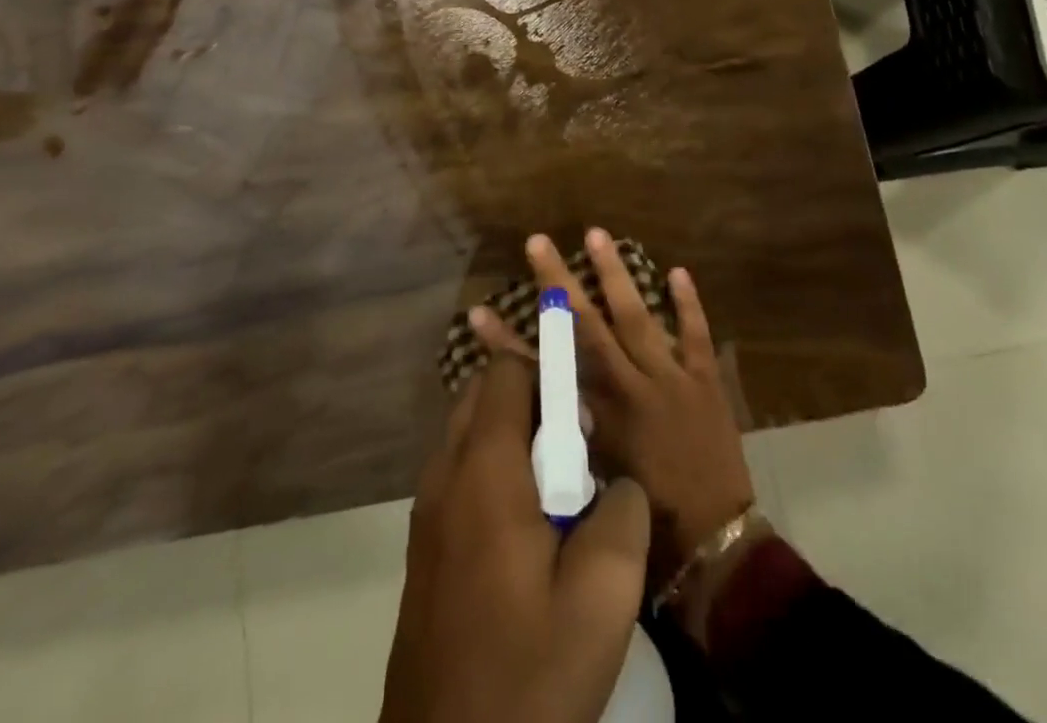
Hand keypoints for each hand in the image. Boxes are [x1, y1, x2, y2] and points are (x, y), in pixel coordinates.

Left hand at [380, 355, 649, 722]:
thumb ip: (623, 514)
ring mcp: (426, 513)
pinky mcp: (424, 550)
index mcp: (483, 470)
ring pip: (470, 436)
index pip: (506, 372)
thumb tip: (618, 483)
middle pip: (482, 396)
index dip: (547, 370)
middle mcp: (444, 475)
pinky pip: (460, 477)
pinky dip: (494, 474)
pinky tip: (529, 533)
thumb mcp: (602, 599)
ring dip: (513, 439)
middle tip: (575, 449)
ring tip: (559, 493)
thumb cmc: (527, 676)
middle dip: (531, 401)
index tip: (584, 411)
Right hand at [471, 230, 755, 564]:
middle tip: (538, 242)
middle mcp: (628, 387)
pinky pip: (695, 335)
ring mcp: (669, 378)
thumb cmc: (647, 528)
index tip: (478, 312)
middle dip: (558, 283)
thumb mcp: (592, 488)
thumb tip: (535, 412)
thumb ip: (565, 443)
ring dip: (615, 275)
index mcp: (596, 417)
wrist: (716, 548)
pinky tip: (677, 271)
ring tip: (597, 235)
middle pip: (586, 326)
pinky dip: (688, 304)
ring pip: (637, 316)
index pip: (541, 371)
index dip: (506, 343)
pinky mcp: (704, 381)